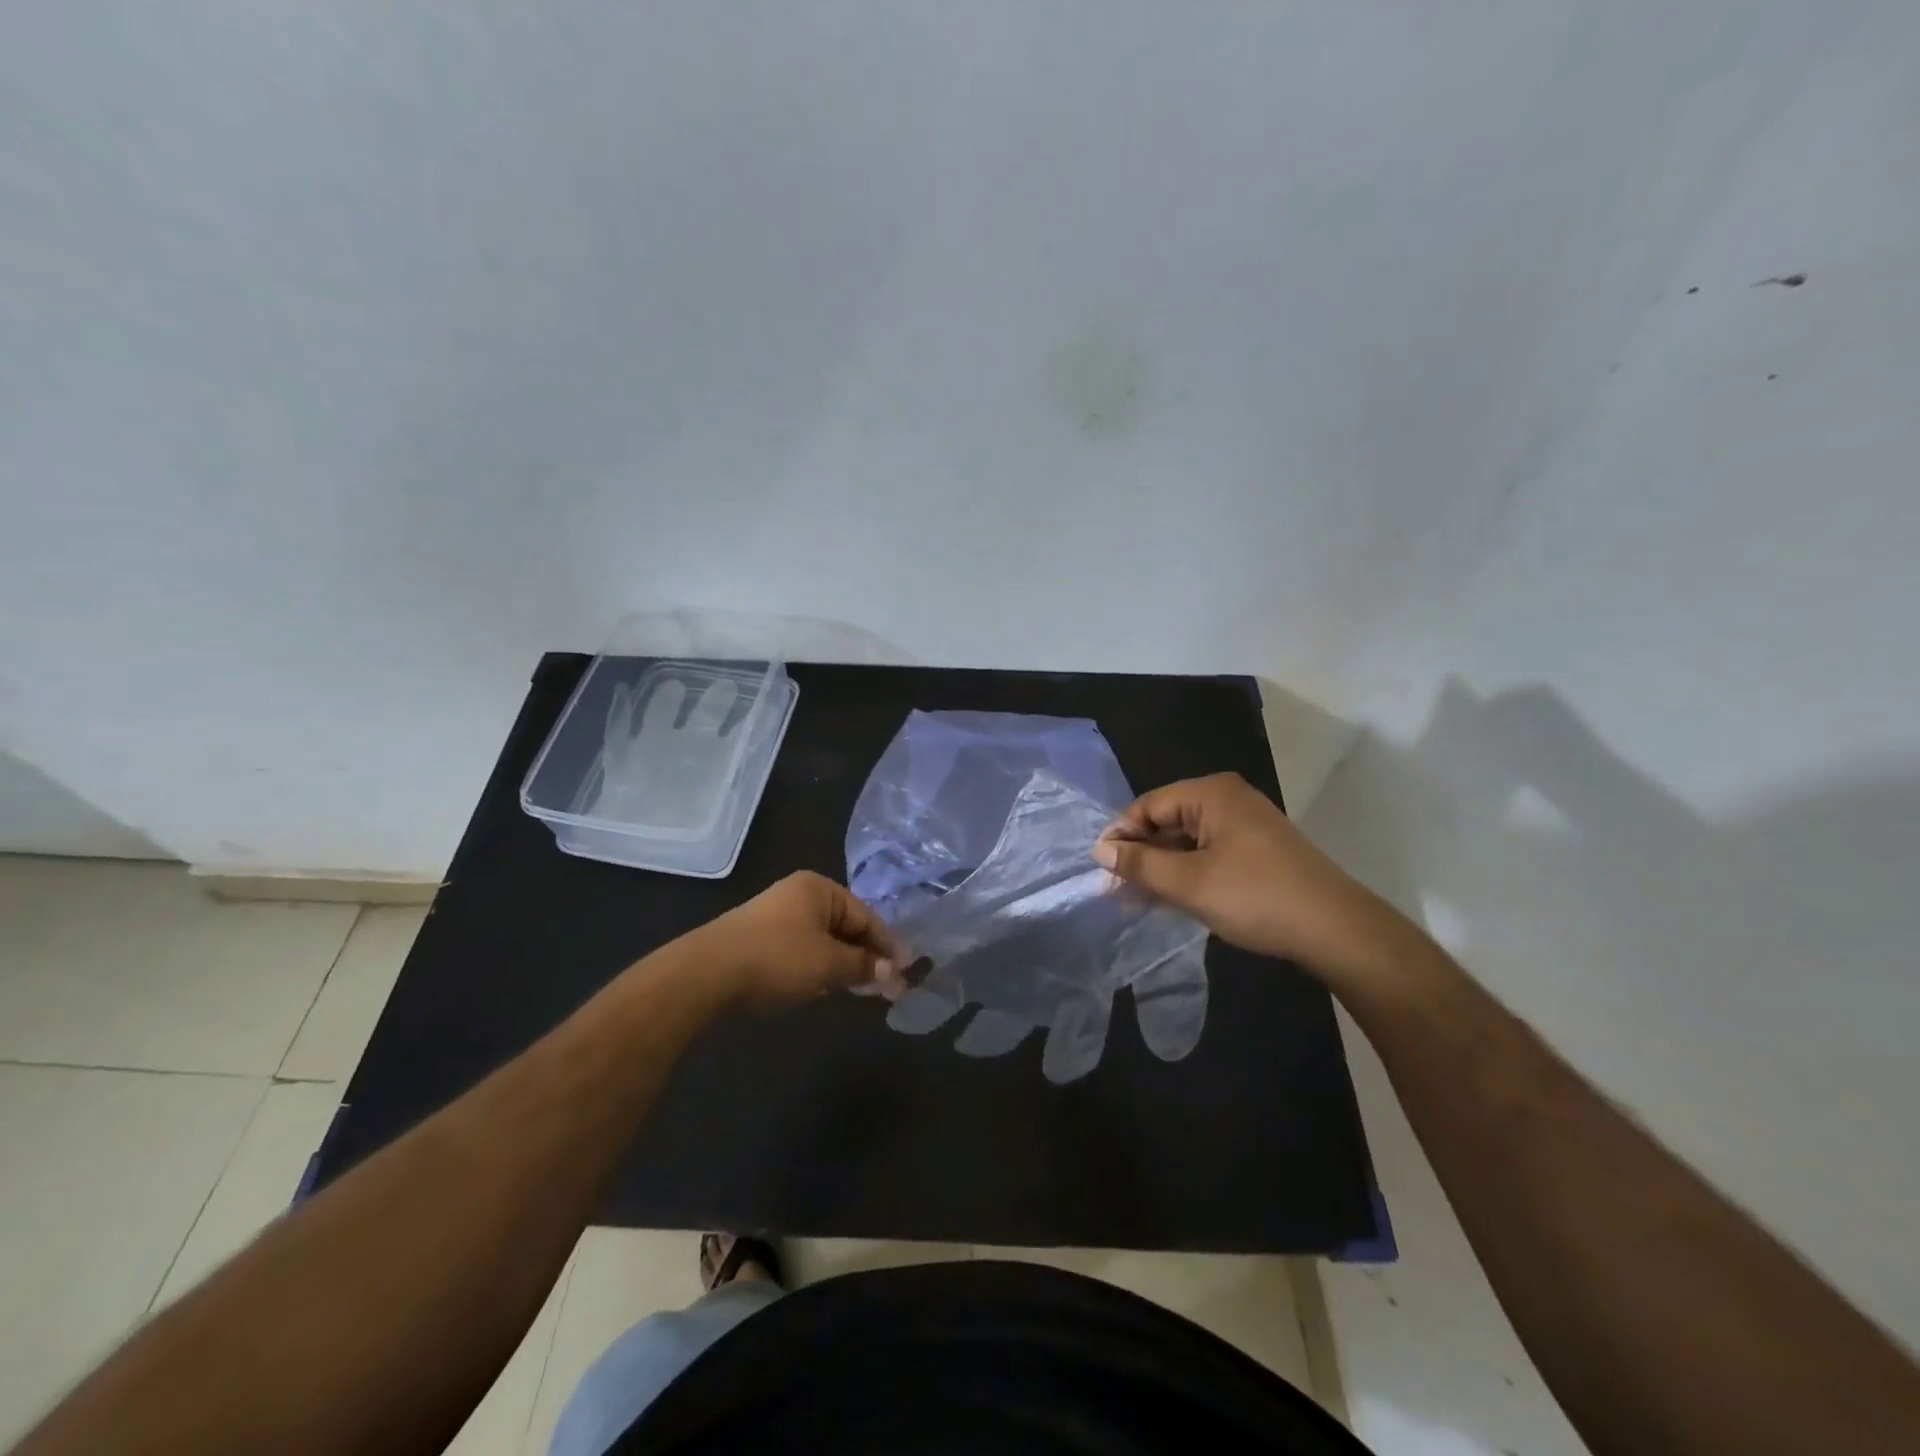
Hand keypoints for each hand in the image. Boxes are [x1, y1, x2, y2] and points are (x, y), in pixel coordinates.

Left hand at [684, 872, 907, 1012]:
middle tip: (887, 987)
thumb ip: (865, 966)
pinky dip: (816, 967)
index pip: (866, 916)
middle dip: (865, 956)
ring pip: (823, 941)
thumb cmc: (778, 958)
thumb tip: (895, 972)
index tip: (907, 972)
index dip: (888, 945)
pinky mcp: (758, 940)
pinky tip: (819, 988)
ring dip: (841, 965)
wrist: (706, 974)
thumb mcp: (829, 964)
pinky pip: (801, 950)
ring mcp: (776, 916)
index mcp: (819, 889)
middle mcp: (798, 895)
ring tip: (857, 990)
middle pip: (845, 926)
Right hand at [1093, 773, 1426, 989]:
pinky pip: (1209, 851)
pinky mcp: (1258, 848)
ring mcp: (1246, 823)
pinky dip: (1187, 871)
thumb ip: (1141, 864)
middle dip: (1141, 854)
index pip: (1148, 805)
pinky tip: (1172, 897)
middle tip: (1116, 889)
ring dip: (1162, 867)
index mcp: (1211, 793)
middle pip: (1168, 819)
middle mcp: (1228, 798)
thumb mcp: (1189, 883)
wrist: (1336, 929)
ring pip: (1188, 839)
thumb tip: (1101, 850)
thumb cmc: (1256, 897)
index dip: (1121, 836)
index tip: (1101, 870)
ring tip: (1138, 899)